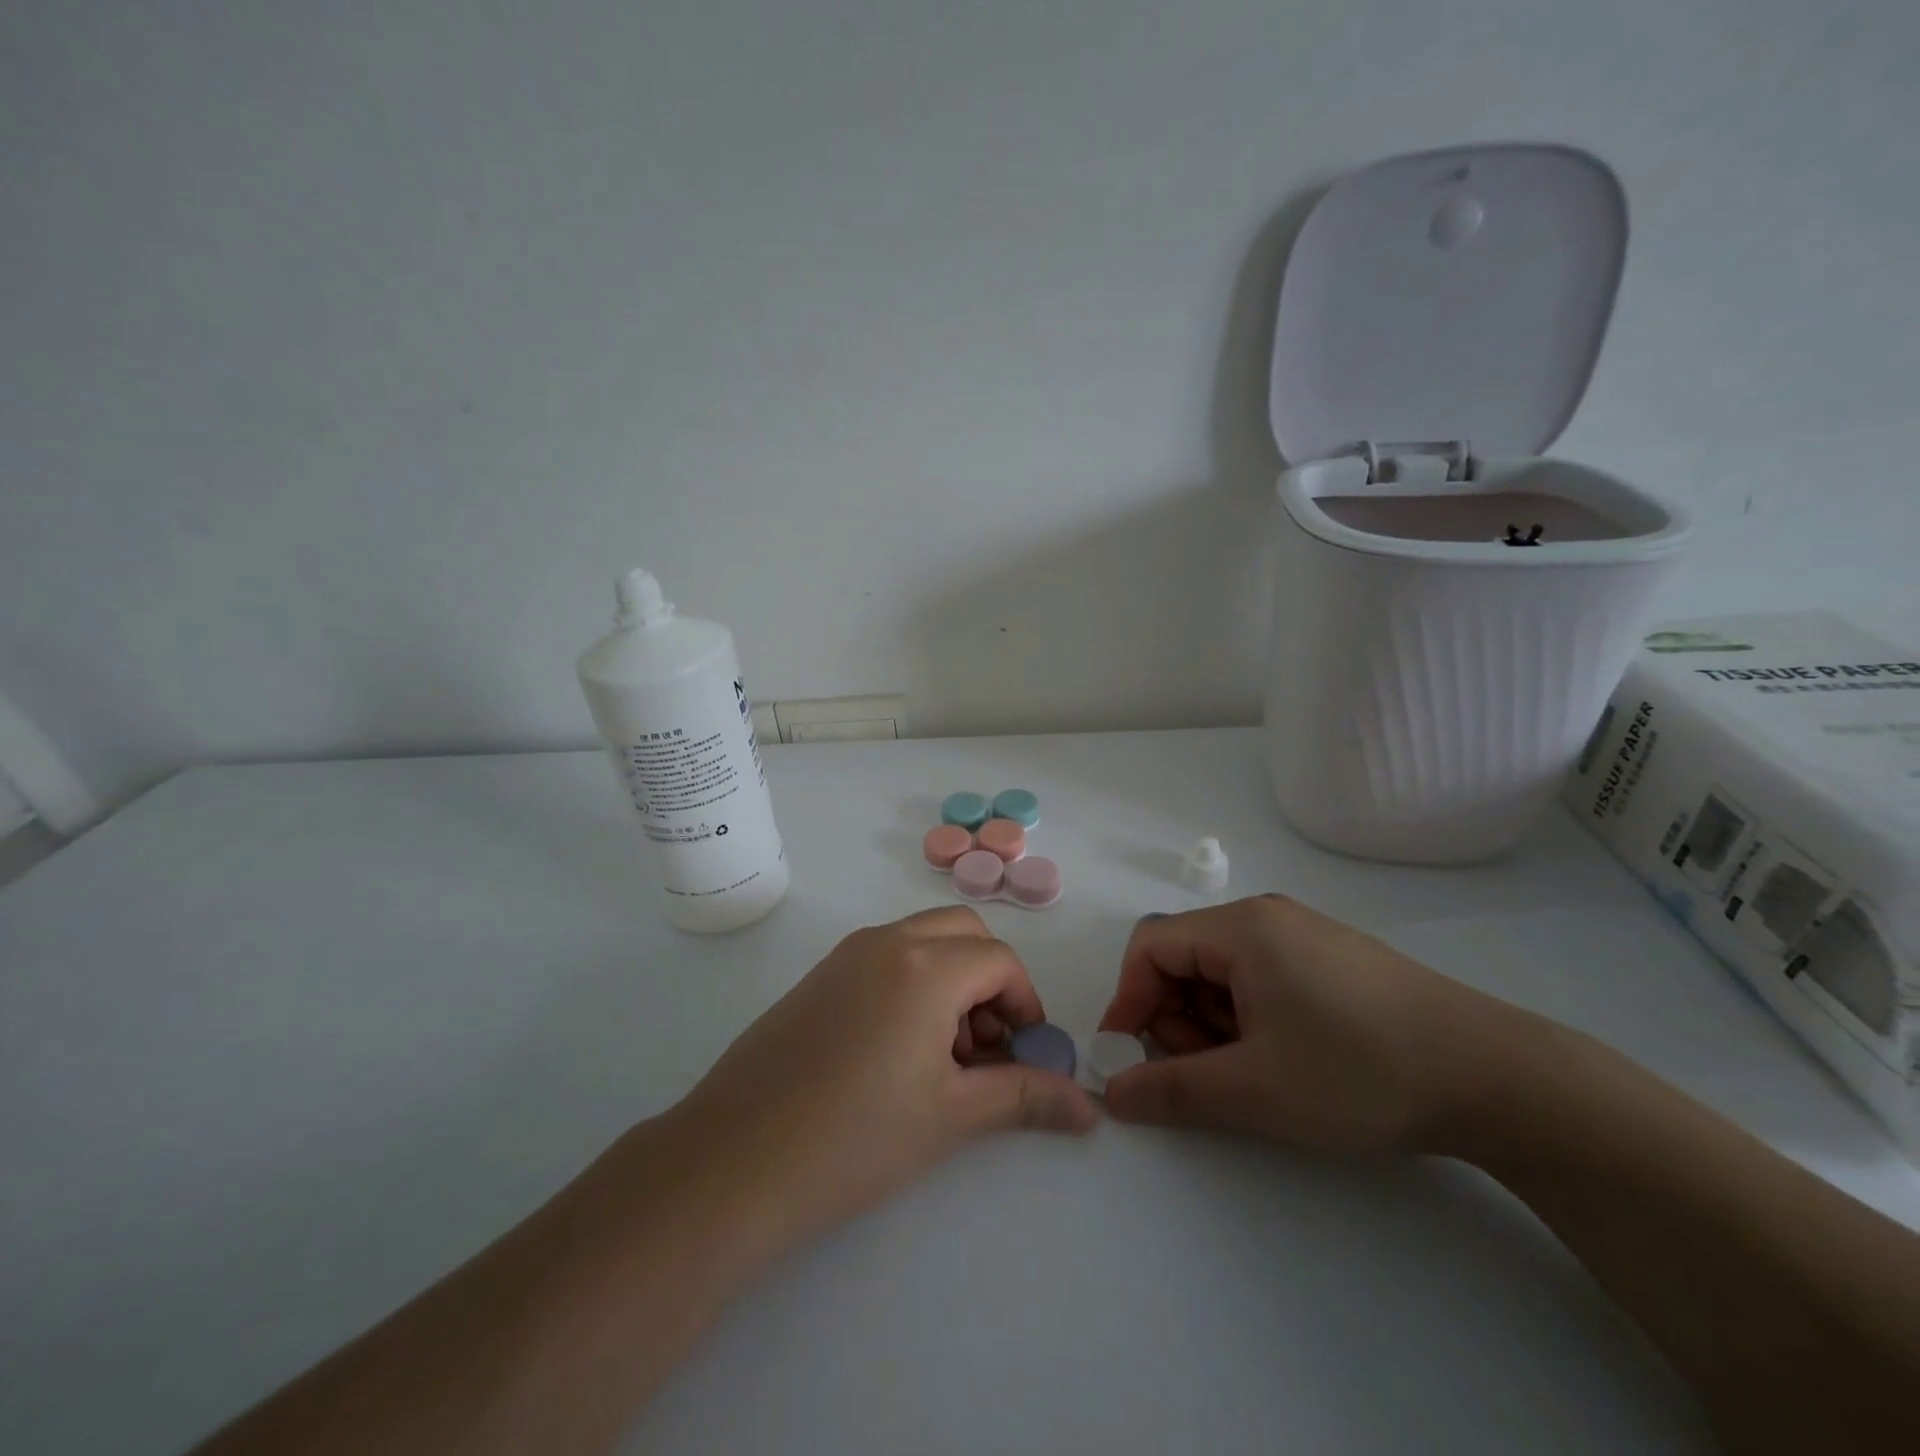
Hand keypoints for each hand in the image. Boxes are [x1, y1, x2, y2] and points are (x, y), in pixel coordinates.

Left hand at [664, 906, 1097, 1262]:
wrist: (735, 1159)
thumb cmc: (856, 1138)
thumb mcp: (951, 1115)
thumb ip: (1024, 1097)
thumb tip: (1088, 1108)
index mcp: (925, 965)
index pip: (1000, 961)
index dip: (1024, 1003)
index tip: (1021, 1053)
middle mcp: (886, 941)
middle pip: (963, 932)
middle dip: (989, 979)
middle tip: (983, 1045)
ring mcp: (846, 954)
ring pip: (922, 938)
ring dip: (950, 977)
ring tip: (941, 1054)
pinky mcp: (819, 975)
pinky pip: (885, 955)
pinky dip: (912, 980)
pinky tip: (895, 1050)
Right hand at [1097, 895, 1504, 1152]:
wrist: (1494, 1077)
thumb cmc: (1358, 1071)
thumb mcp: (1254, 1089)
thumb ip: (1172, 1089)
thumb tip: (1112, 1093)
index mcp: (1241, 928)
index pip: (1151, 947)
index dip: (1128, 1000)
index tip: (1129, 1057)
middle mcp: (1267, 918)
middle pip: (1186, 957)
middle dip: (1176, 1016)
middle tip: (1204, 1074)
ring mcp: (1304, 936)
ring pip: (1224, 971)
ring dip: (1214, 1022)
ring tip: (1251, 1074)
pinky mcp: (1333, 960)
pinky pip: (1263, 978)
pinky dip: (1250, 1018)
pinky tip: (1286, 1059)